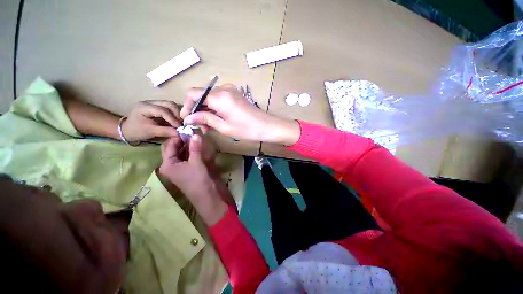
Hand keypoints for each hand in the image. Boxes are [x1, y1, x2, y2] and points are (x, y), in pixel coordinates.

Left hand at [122, 100, 181, 141]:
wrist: (127, 130)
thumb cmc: (136, 131)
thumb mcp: (150, 132)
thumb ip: (165, 131)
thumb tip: (180, 133)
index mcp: (144, 107)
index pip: (163, 110)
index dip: (173, 119)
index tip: (179, 127)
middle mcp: (150, 102)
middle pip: (169, 104)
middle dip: (177, 114)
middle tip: (182, 124)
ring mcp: (154, 103)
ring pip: (171, 105)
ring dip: (178, 114)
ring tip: (180, 123)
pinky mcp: (158, 107)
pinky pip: (170, 109)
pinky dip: (175, 115)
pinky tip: (177, 121)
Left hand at [158, 135, 231, 224]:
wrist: (207, 195)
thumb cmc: (198, 179)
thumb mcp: (196, 162)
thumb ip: (195, 147)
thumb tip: (195, 134)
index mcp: (167, 164)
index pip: (169, 146)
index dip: (177, 137)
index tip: (187, 129)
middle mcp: (171, 165)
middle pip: (173, 148)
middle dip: (181, 140)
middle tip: (191, 132)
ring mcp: (180, 167)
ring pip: (180, 152)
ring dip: (187, 144)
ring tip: (195, 136)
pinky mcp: (188, 168)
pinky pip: (187, 156)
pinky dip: (191, 150)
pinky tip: (198, 145)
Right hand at [180, 84, 300, 145]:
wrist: (266, 126)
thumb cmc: (247, 129)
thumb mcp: (224, 127)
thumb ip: (205, 119)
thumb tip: (188, 118)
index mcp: (219, 96)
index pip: (193, 94)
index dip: (187, 105)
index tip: (187, 119)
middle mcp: (223, 89)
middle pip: (201, 95)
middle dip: (197, 110)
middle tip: (199, 126)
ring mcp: (230, 90)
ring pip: (210, 98)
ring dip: (206, 110)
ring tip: (208, 127)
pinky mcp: (235, 94)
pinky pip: (219, 99)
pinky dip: (214, 108)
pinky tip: (216, 120)